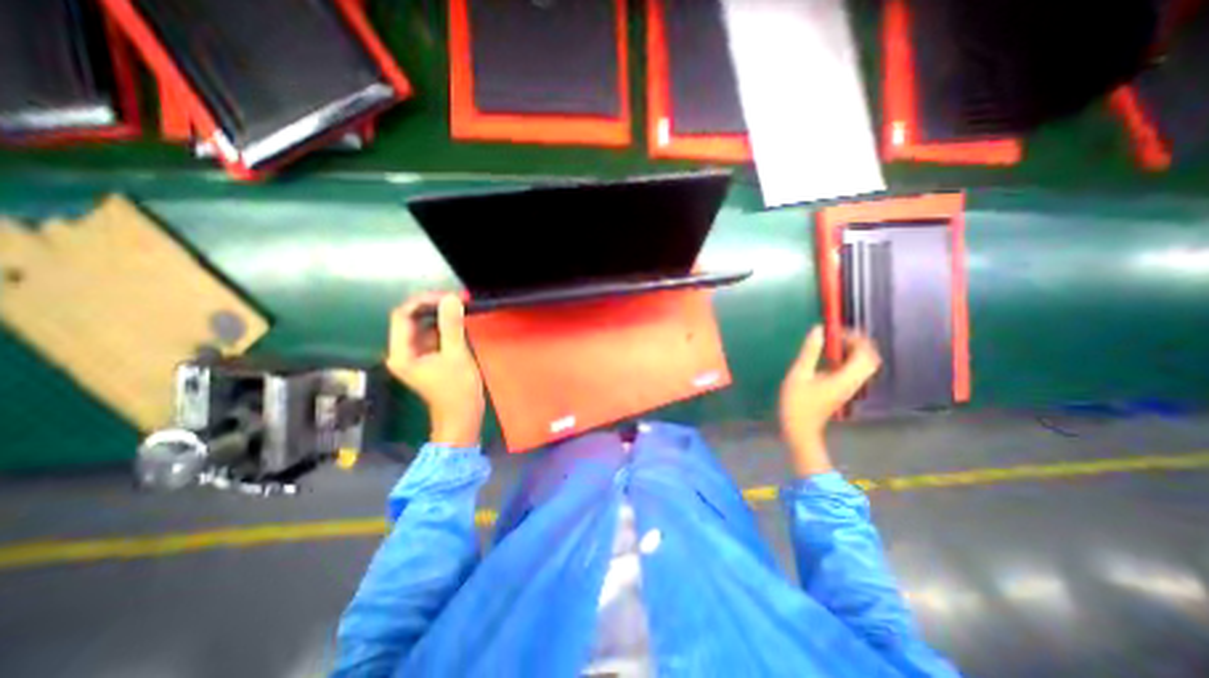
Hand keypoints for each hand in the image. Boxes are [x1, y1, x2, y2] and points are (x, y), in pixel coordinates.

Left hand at [385, 290, 484, 445]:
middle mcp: (404, 351)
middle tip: (456, 301)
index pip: (403, 316)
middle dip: (433, 307)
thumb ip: (452, 326)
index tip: (447, 297)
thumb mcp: (456, 355)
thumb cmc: (457, 390)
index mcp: (401, 352)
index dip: (422, 302)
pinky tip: (460, 323)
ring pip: (424, 326)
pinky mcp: (429, 358)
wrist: (462, 417)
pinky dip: (446, 328)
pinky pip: (434, 335)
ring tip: (461, 309)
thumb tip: (451, 298)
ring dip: (441, 317)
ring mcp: (416, 355)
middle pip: (412, 319)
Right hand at [779, 326, 884, 476]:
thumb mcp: (798, 375)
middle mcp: (854, 382)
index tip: (836, 330)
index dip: (855, 338)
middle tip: (838, 335)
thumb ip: (809, 352)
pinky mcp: (844, 390)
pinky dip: (847, 359)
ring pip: (864, 364)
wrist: (801, 429)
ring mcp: (851, 388)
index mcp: (845, 378)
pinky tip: (829, 357)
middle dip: (858, 343)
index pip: (865, 353)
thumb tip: (818, 330)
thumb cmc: (797, 403)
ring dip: (853, 350)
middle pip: (870, 358)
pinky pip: (855, 370)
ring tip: (832, 343)